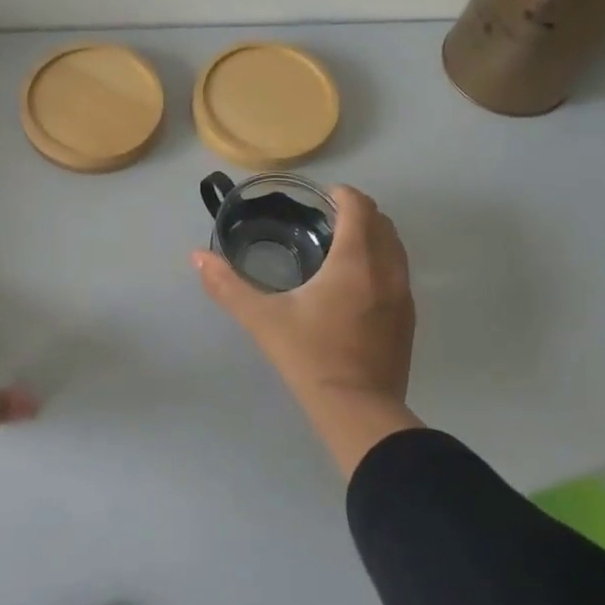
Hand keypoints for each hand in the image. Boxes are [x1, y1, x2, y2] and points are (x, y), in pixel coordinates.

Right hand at [193, 185, 420, 475]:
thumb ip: (228, 285)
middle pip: (382, 222)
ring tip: (341, 248)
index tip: (321, 197)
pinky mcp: (408, 318)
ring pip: (395, 247)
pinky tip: (356, 285)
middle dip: (357, 212)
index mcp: (355, 260)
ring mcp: (403, 295)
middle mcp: (387, 269)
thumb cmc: (309, 357)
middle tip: (326, 220)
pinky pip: (399, 272)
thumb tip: (197, 257)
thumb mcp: (263, 319)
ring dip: (373, 236)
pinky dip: (382, 262)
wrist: (357, 410)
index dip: (342, 194)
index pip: (359, 207)